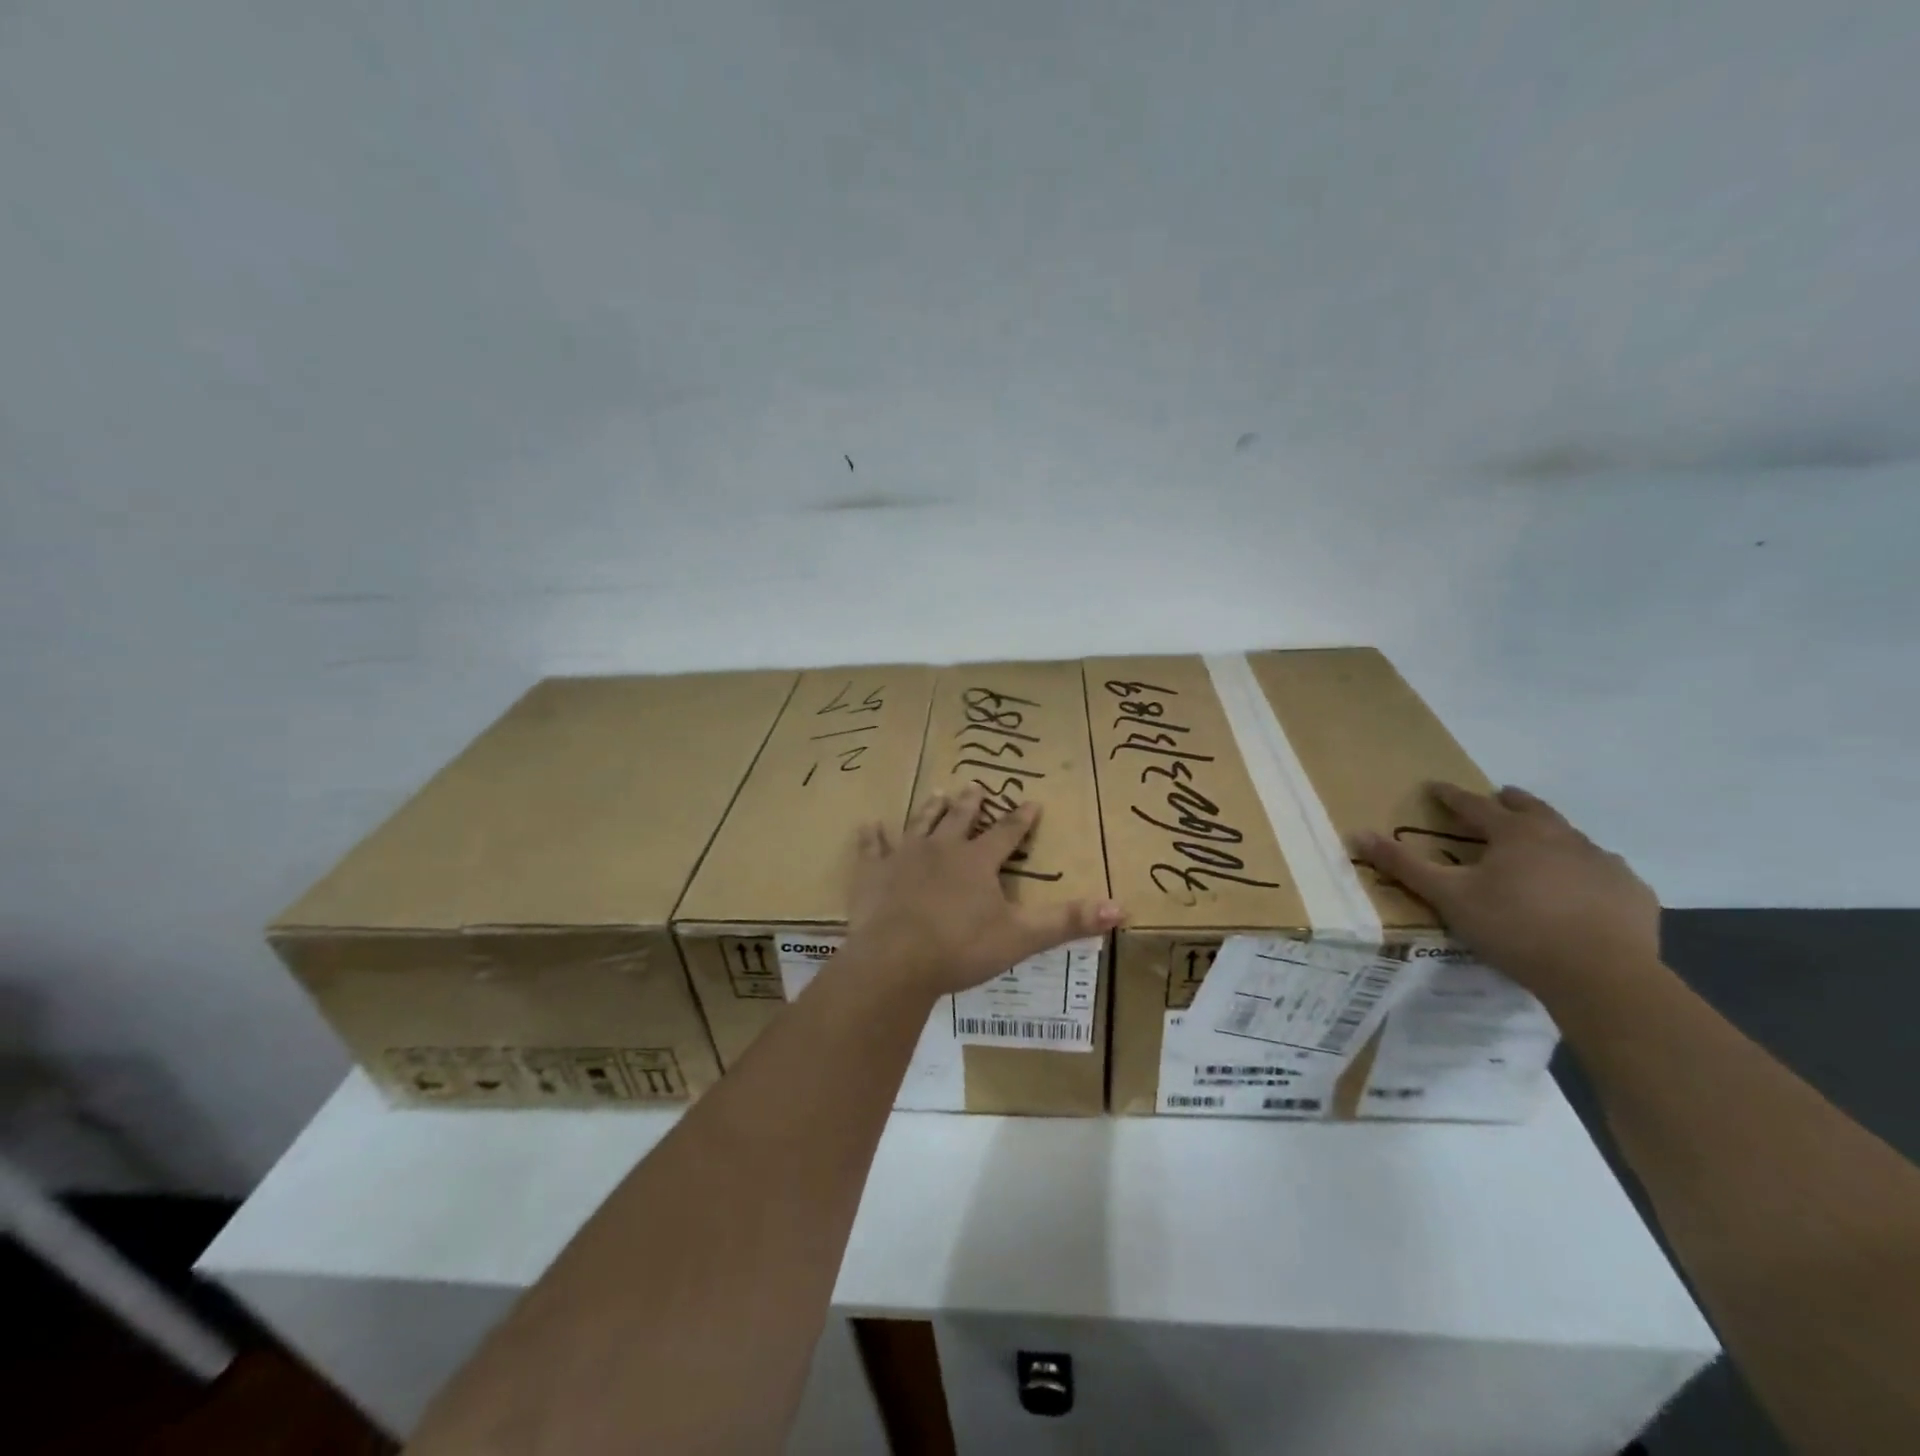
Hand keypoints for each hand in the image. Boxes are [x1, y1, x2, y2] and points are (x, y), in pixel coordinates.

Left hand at [846, 786, 1124, 995]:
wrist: (896, 961)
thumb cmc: (961, 948)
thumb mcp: (1021, 937)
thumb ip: (1068, 921)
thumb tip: (1121, 908)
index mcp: (977, 862)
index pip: (1006, 833)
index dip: (1021, 818)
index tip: (1032, 800)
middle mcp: (942, 849)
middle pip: (959, 819)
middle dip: (970, 803)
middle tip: (974, 786)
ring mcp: (904, 857)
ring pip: (919, 824)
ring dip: (928, 809)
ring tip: (934, 791)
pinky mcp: (873, 873)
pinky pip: (872, 848)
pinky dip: (872, 837)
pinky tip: (869, 825)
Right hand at [1351, 783, 1661, 1006]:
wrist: (1601, 975)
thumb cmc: (1514, 927)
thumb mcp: (1448, 896)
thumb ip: (1403, 865)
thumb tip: (1357, 833)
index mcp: (1515, 833)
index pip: (1475, 805)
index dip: (1450, 796)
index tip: (1434, 787)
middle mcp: (1562, 837)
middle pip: (1532, 810)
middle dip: (1510, 802)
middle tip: (1499, 798)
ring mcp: (1603, 863)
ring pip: (1571, 838)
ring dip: (1550, 835)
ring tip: (1539, 845)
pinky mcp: (1632, 893)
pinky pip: (1603, 871)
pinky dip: (1585, 870)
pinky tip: (1581, 887)